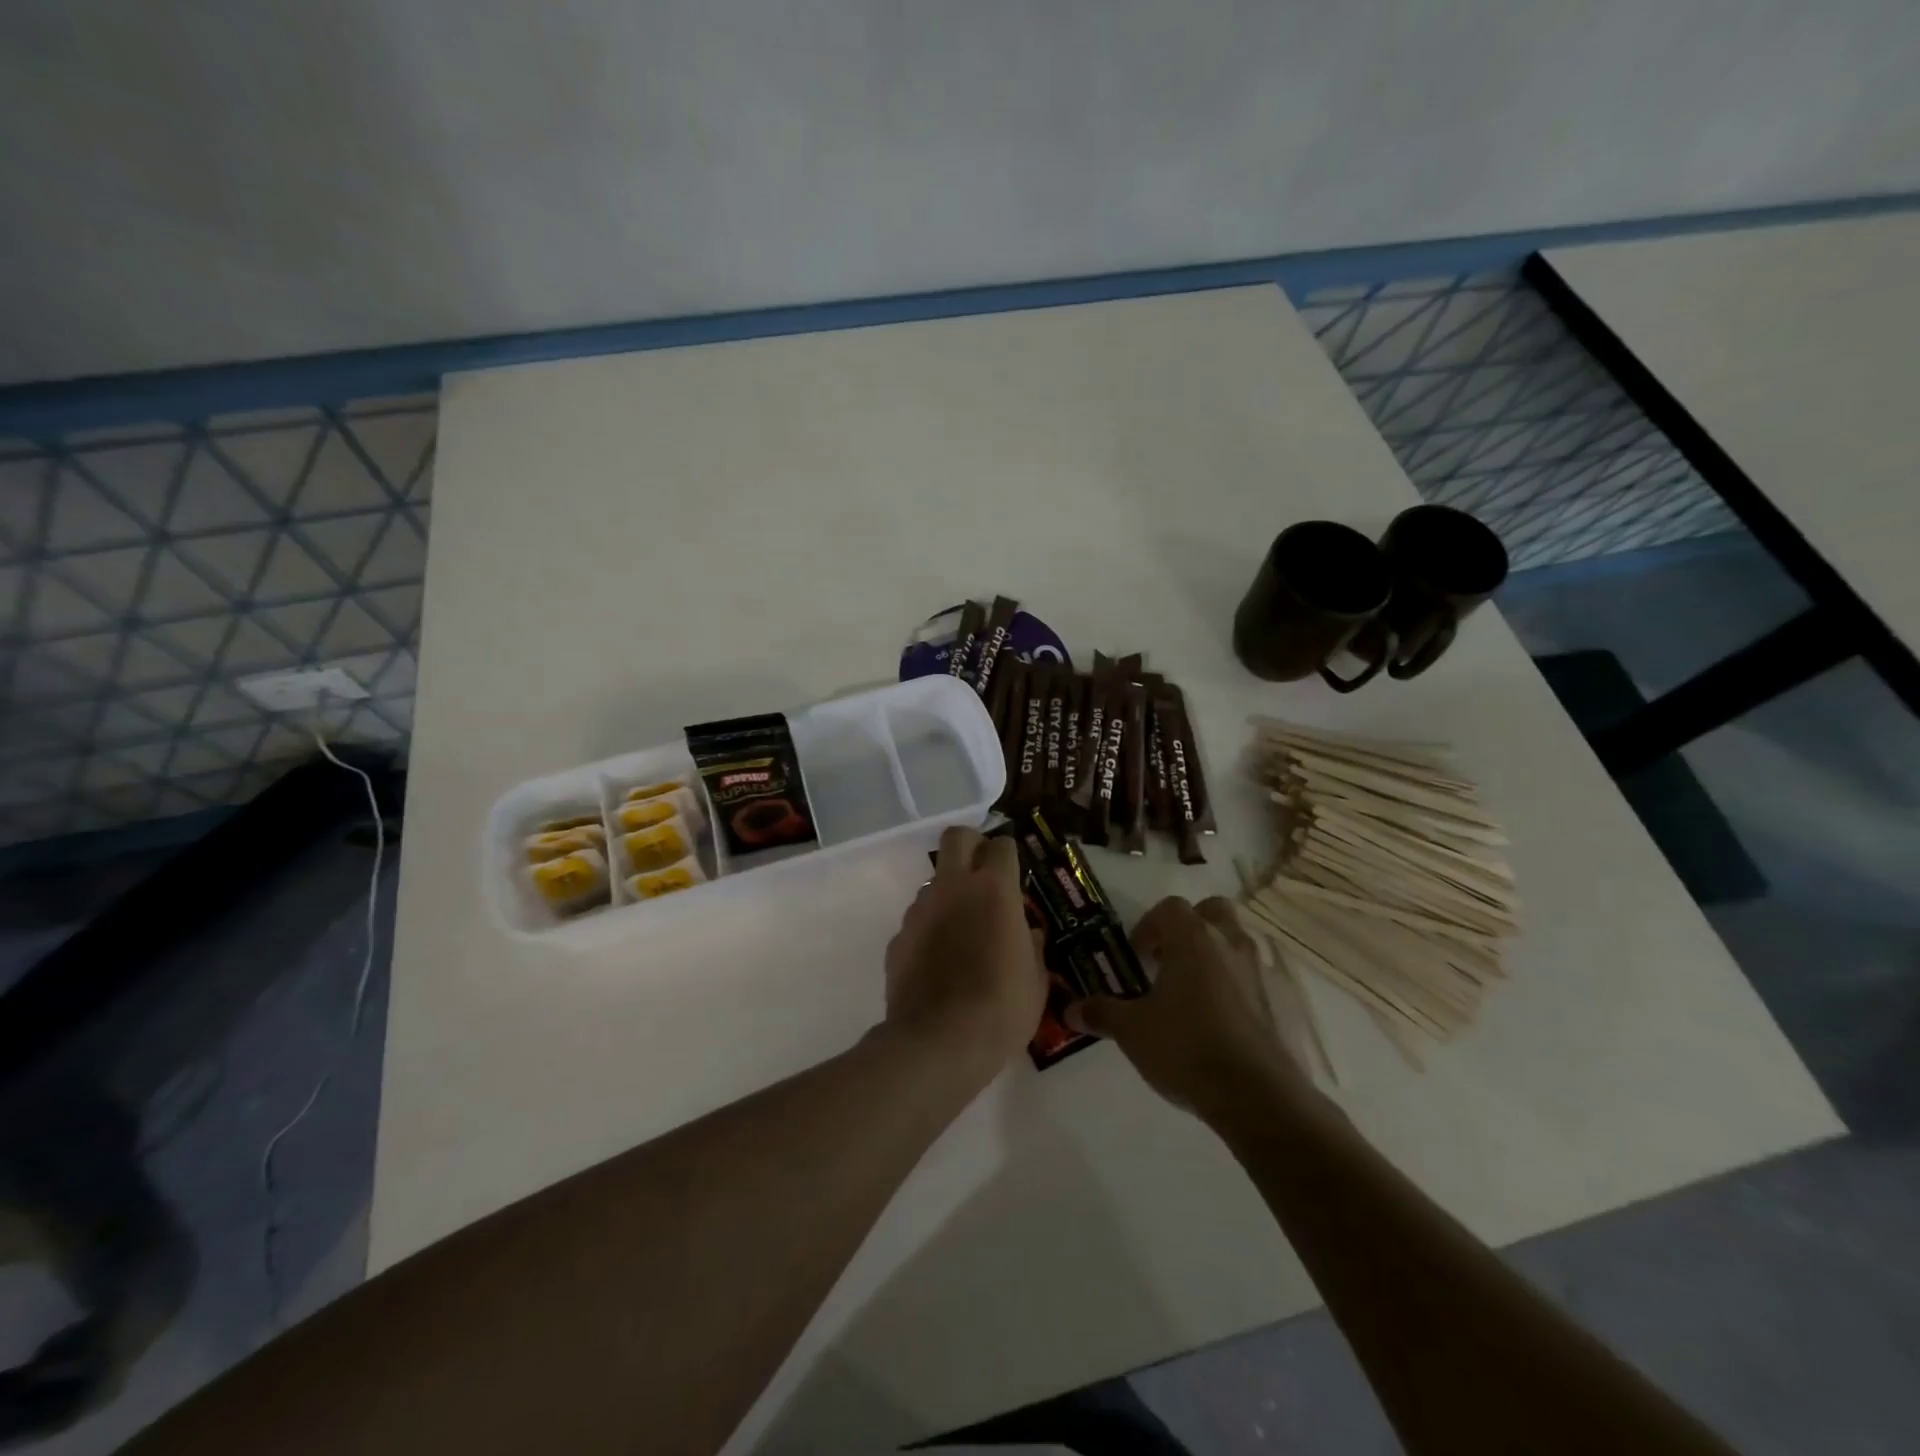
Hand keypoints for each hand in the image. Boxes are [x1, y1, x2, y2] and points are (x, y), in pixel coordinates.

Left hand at [882, 826, 1046, 1079]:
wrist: (938, 1043)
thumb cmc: (1001, 1009)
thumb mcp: (1035, 982)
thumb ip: (1031, 947)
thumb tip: (1027, 934)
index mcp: (994, 890)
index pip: (1002, 845)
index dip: (1009, 854)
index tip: (1014, 872)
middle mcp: (953, 888)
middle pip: (957, 837)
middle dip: (971, 844)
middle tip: (983, 871)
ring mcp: (920, 910)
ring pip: (933, 881)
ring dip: (949, 893)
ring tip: (961, 931)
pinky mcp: (898, 937)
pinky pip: (917, 920)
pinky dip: (929, 930)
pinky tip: (938, 962)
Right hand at [1070, 897, 1315, 1120]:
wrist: (1254, 1095)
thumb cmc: (1185, 1046)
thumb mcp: (1132, 1031)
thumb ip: (1102, 1013)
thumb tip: (1070, 1009)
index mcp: (1193, 939)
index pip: (1170, 907)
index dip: (1148, 926)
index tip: (1136, 955)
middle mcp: (1228, 944)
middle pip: (1211, 911)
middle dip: (1189, 927)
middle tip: (1167, 958)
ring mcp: (1255, 973)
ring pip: (1233, 943)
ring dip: (1212, 955)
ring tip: (1186, 991)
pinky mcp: (1272, 1004)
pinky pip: (1247, 977)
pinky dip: (1230, 985)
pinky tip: (1210, 1020)